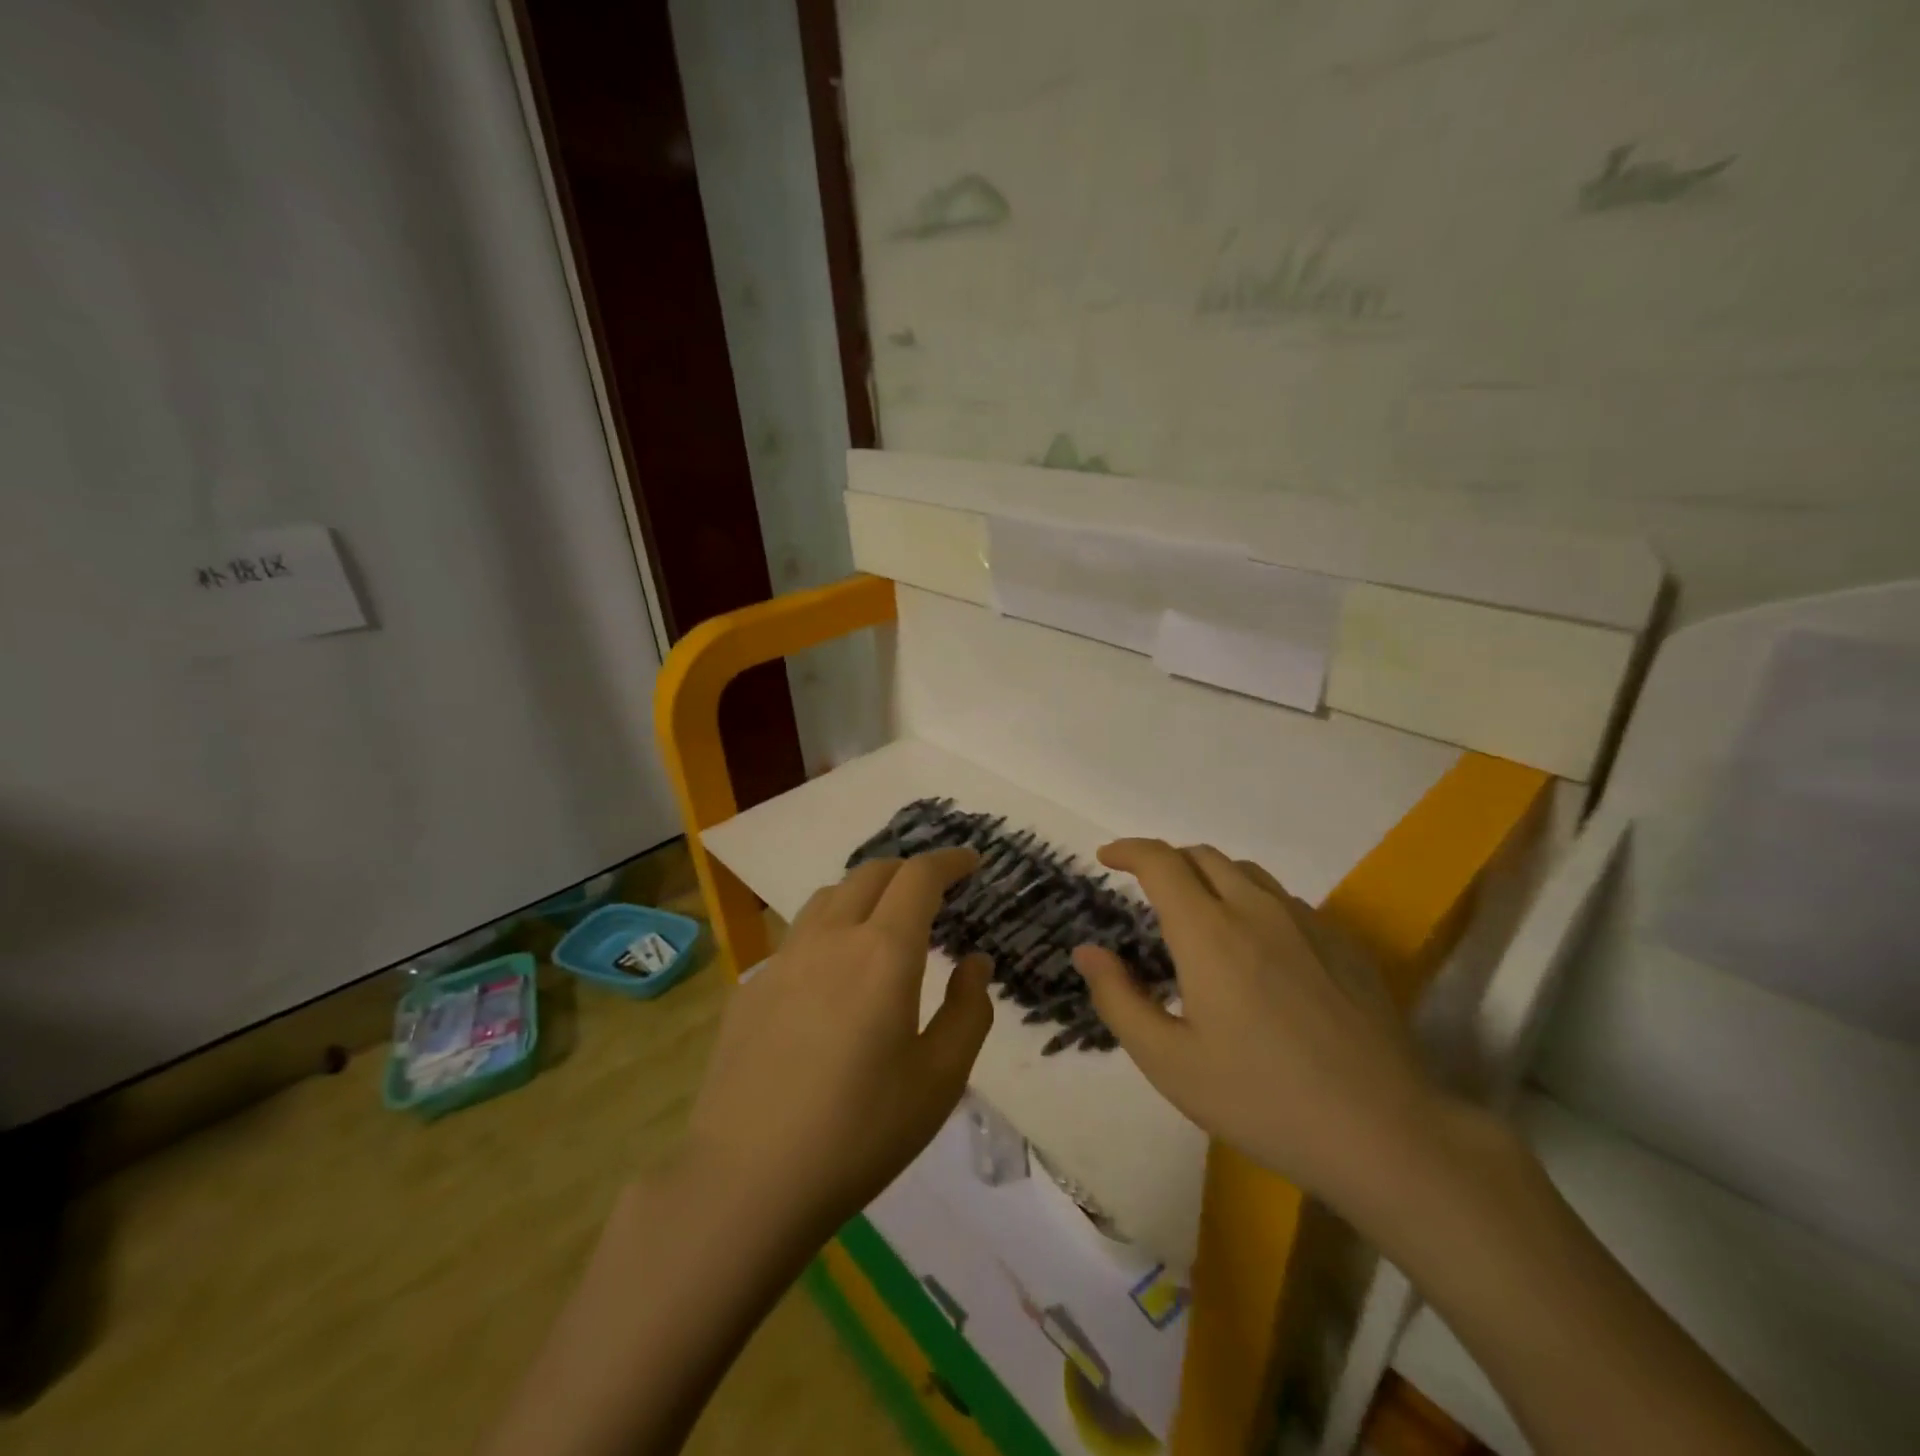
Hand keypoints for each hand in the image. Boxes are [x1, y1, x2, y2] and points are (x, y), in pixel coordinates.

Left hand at [685, 848, 992, 1238]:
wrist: (747, 1181)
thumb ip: (969, 1011)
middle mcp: (831, 938)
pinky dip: (829, 931)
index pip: (919, 877)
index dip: (949, 860)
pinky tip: (831, 976)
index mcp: (883, 952)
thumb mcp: (940, 1080)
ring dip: (865, 893)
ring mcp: (783, 959)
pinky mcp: (751, 987)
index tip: (971, 862)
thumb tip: (975, 963)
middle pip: (872, 873)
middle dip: (909, 871)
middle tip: (934, 893)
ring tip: (883, 922)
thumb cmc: (860, 1132)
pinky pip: (798, 936)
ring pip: (829, 897)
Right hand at [1072, 839, 1442, 1216]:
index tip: (1107, 858)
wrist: (1384, 1133)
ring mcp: (1308, 923)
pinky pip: (1286, 900)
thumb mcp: (1168, 1062)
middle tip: (1147, 890)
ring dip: (1210, 877)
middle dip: (1166, 861)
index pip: (1161, 862)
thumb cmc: (1261, 1100)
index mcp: (1209, 932)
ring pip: (1248, 873)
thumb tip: (1087, 952)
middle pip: (1203, 856)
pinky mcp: (1345, 944)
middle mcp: (1257, 910)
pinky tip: (1258, 948)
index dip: (1128, 850)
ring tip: (1199, 914)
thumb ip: (1118, 999)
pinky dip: (1253, 902)